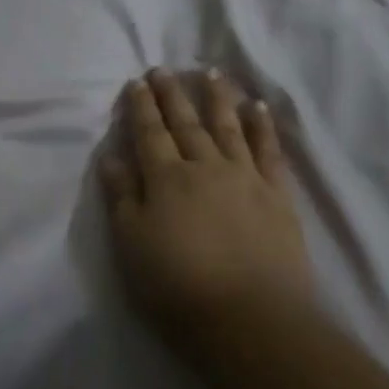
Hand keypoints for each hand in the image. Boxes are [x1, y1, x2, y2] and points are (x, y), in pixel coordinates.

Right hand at [99, 69, 315, 350]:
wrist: (251, 319)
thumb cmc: (178, 288)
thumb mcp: (131, 246)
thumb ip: (121, 197)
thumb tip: (111, 156)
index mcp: (166, 179)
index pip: (150, 133)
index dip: (141, 106)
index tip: (136, 81)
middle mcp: (205, 166)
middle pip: (186, 122)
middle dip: (172, 94)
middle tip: (164, 69)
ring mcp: (245, 177)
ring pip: (228, 126)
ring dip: (217, 98)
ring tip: (211, 72)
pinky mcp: (277, 195)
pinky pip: (269, 150)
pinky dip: (262, 126)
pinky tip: (258, 108)